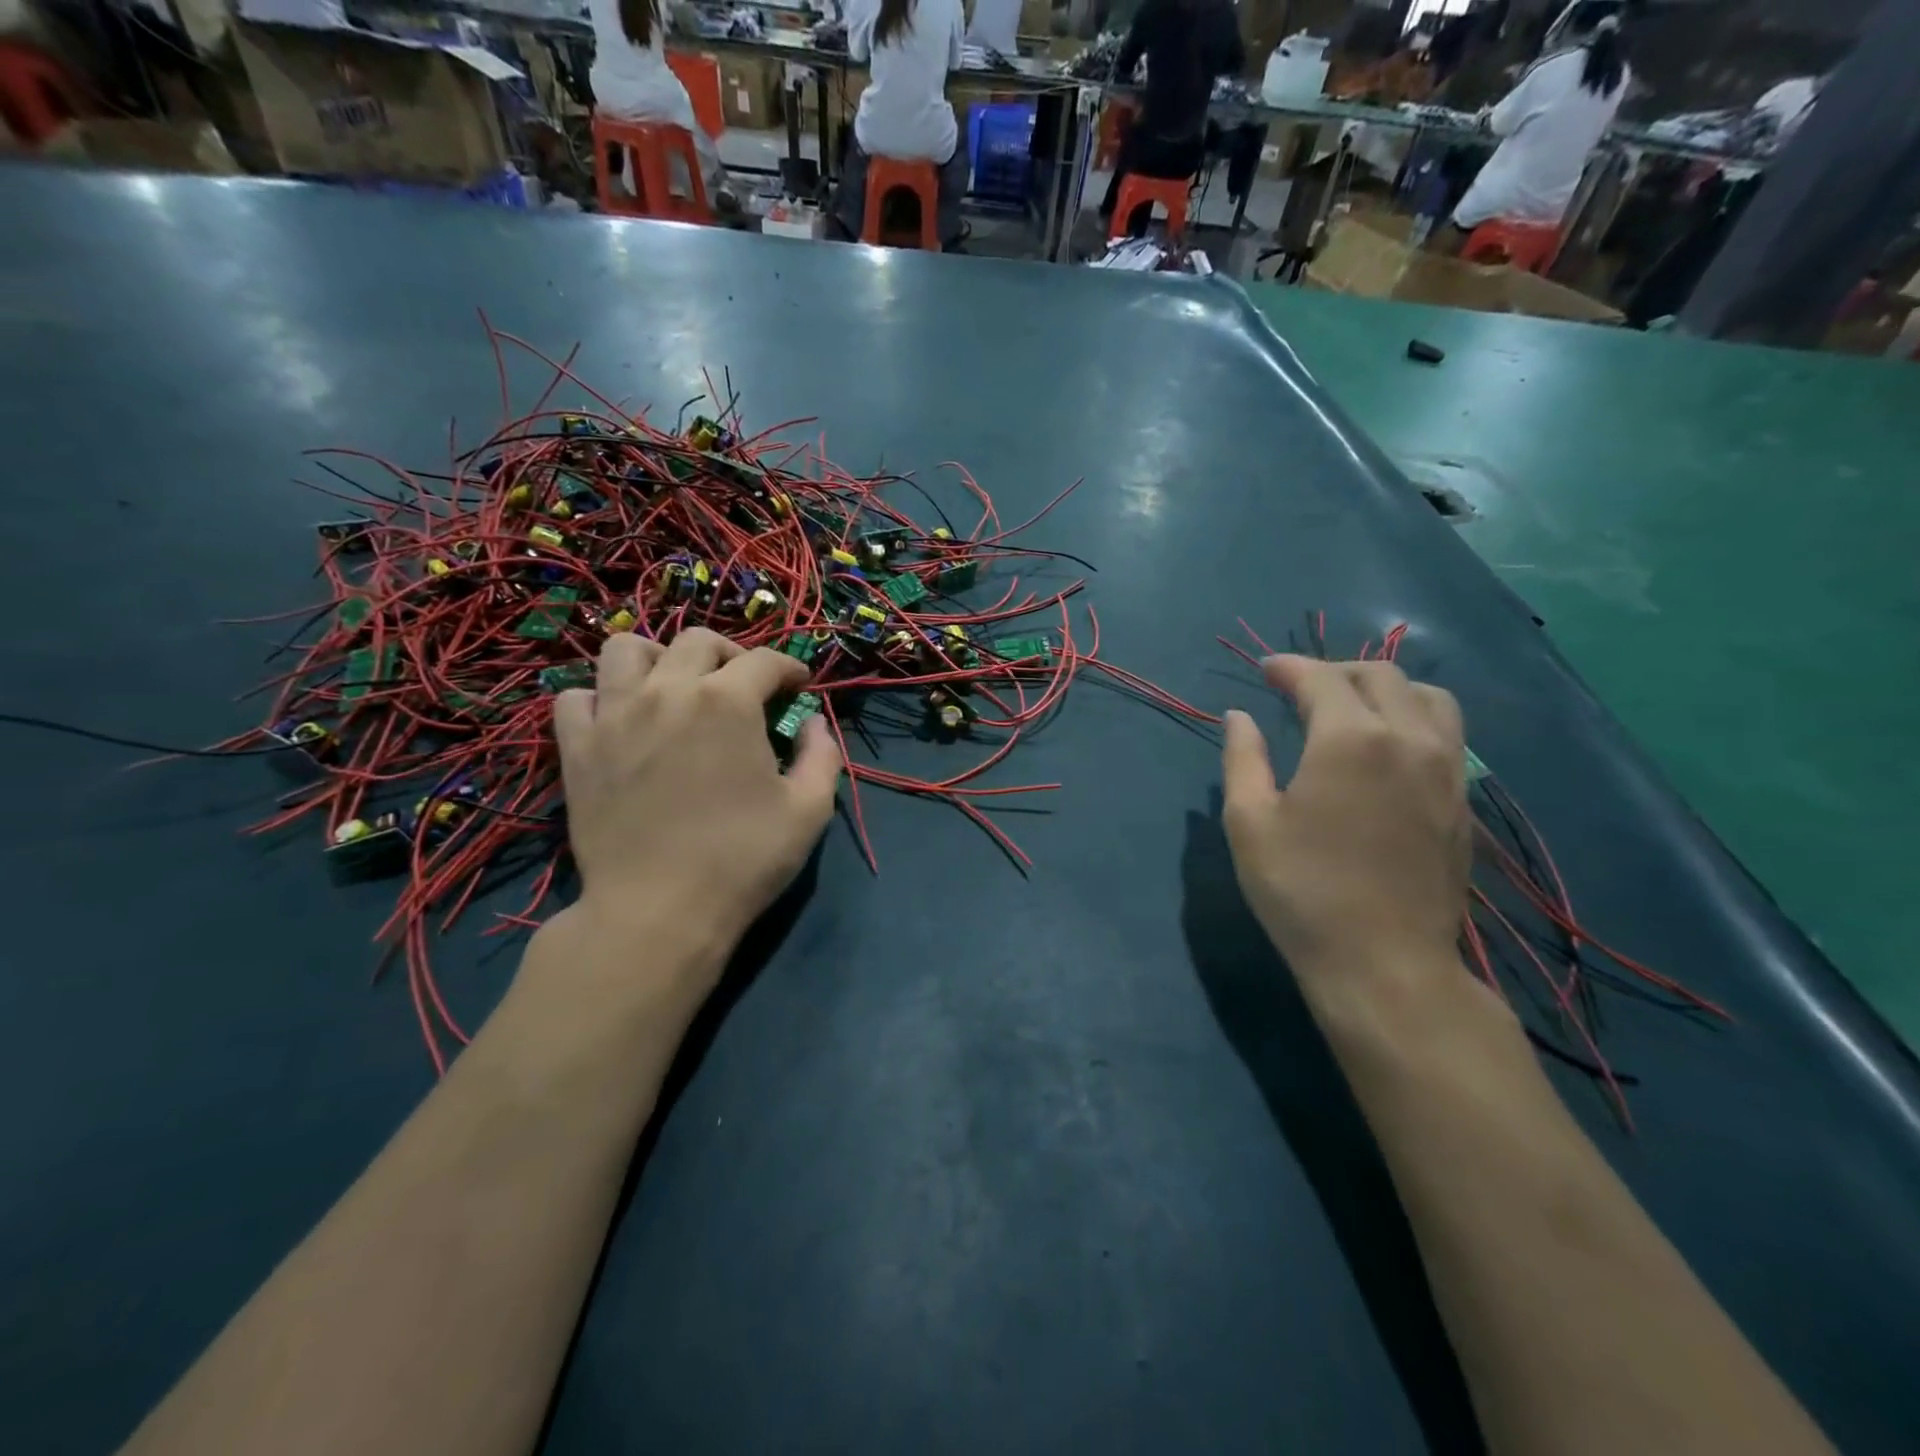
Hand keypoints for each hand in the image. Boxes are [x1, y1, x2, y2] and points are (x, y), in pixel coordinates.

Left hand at [552, 628, 840, 971]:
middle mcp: (668, 691)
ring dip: (657, 658)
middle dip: (732, 654)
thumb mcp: (809, 811)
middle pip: (697, 641)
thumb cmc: (743, 860)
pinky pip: (576, 697)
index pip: (765, 660)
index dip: (790, 668)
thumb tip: (814, 725)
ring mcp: (614, 716)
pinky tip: (621, 720)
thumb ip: (822, 756)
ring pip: (625, 649)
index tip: (799, 688)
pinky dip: (600, 698)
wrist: (658, 911)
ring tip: (674, 687)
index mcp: (728, 702)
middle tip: (744, 687)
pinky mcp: (577, 747)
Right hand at [1221, 656, 1469, 997]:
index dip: (1289, 667)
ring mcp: (1446, 769)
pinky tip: (1387, 749)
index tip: (1264, 670)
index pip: (1321, 678)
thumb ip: (1243, 758)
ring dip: (1385, 688)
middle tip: (1298, 689)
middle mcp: (1408, 739)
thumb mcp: (1250, 822)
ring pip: (1428, 697)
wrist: (1384, 962)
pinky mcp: (1462, 801)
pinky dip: (1413, 718)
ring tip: (1351, 709)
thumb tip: (1239, 716)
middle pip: (1379, 675)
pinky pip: (1447, 733)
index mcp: (1350, 739)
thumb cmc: (1302, 890)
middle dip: (1334, 671)